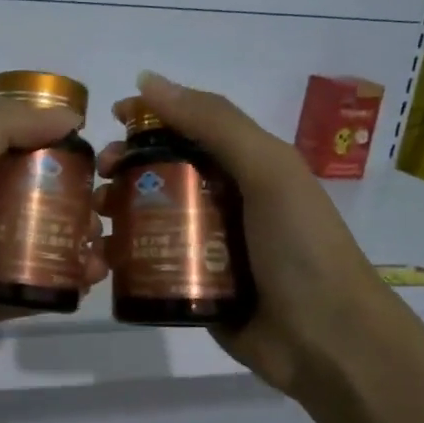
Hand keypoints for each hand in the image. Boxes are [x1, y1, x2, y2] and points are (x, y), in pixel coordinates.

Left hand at [0, 99, 106, 404]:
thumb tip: (66, 116)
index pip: (11, 141)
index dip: (52, 139)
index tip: (95, 151)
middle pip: (30, 191)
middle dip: (72, 194)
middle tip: (104, 207)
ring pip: (35, 239)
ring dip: (73, 239)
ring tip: (102, 249)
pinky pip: (31, 284)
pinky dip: (62, 281)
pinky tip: (90, 282)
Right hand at [96, 71, 384, 397]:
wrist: (327, 341)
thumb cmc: (300, 246)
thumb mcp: (268, 171)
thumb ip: (215, 123)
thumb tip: (147, 81)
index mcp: (246, 167)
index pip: (189, 129)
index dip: (150, 119)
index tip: (110, 119)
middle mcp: (224, 201)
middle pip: (162, 173)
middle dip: (126, 168)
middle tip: (100, 177)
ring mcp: (206, 247)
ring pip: (150, 218)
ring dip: (117, 211)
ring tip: (96, 217)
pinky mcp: (191, 287)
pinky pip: (150, 262)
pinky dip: (123, 256)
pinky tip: (102, 257)